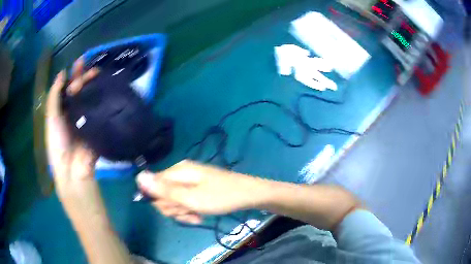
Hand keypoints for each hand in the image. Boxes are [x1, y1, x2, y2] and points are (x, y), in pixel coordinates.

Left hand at [46, 58, 99, 197]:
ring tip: (99, 75)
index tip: (80, 63)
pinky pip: (98, 109)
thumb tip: (62, 74)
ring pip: (90, 97)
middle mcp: (73, 111)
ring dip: (94, 85)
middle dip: (84, 77)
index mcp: (61, 110)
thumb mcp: (51, 117)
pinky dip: (102, 98)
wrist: (72, 168)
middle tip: (92, 69)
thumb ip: (54, 95)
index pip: (68, 88)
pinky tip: (106, 88)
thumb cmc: (57, 143)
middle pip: (79, 91)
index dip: (73, 75)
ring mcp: (85, 118)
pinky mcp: (96, 125)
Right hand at [136, 160, 264, 223]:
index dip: (161, 201)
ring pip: (175, 200)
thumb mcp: (190, 197)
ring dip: (183, 211)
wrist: (248, 195)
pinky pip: (186, 201)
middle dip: (174, 208)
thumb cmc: (220, 197)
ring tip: (197, 215)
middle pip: (163, 194)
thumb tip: (138, 177)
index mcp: (177, 171)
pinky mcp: (197, 188)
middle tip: (189, 213)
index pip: (153, 185)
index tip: (175, 210)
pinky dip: (190, 210)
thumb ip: (163, 189)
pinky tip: (199, 216)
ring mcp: (190, 180)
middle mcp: (181, 173)